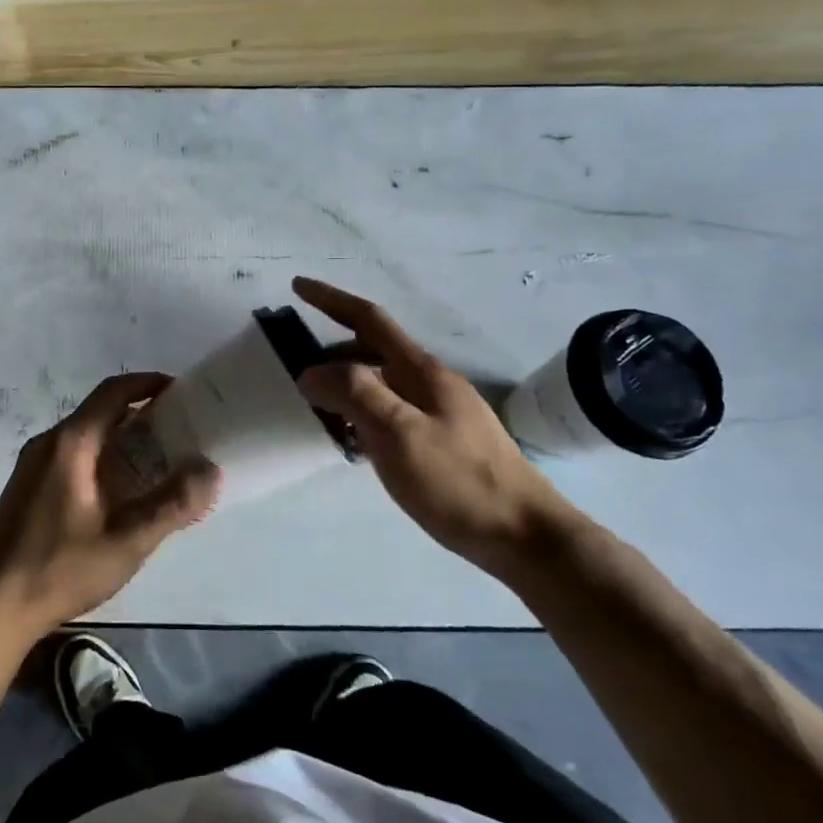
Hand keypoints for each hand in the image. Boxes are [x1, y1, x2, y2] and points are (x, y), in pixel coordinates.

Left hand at [0, 373, 221, 643]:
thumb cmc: (59, 569)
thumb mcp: (126, 541)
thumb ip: (171, 504)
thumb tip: (209, 469)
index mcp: (70, 443)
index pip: (113, 392)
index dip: (148, 383)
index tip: (181, 390)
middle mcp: (47, 443)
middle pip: (99, 411)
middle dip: (140, 413)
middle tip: (180, 431)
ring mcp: (32, 465)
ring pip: (85, 435)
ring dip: (121, 438)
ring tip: (158, 461)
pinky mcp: (27, 488)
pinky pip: (71, 456)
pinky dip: (101, 457)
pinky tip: (119, 491)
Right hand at [292, 277, 571, 571]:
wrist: (525, 536)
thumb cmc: (458, 481)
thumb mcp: (398, 433)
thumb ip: (354, 394)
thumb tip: (311, 371)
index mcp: (421, 371)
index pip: (369, 320)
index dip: (331, 300)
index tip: (298, 286)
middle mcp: (431, 383)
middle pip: (373, 351)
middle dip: (333, 354)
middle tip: (300, 377)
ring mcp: (441, 412)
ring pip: (382, 385)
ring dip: (348, 388)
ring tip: (320, 413)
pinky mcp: (443, 441)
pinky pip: (392, 412)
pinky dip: (364, 415)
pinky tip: (355, 442)